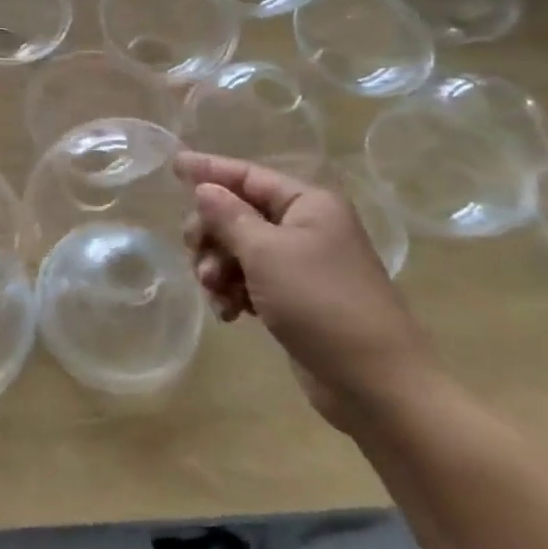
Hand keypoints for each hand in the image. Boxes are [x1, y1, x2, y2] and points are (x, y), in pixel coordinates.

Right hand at [176, 153, 438, 428]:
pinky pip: (249, 280)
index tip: (172, 164)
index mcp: (308, 204)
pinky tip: (228, 313)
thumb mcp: (266, 253)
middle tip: (196, 254)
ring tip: (215, 293)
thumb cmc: (321, 304)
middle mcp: (305, 226)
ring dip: (219, 267)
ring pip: (239, 249)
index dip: (209, 170)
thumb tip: (203, 188)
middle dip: (212, 234)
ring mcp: (300, 264)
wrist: (375, 384)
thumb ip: (229, 216)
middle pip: (238, 213)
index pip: (248, 175)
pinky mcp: (294, 298)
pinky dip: (233, 291)